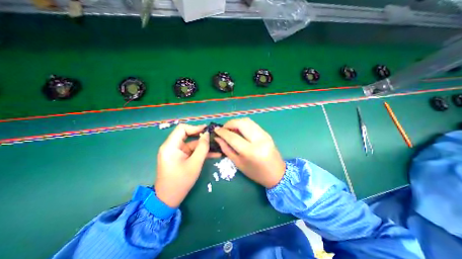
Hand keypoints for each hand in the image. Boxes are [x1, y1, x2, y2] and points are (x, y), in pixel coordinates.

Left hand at [155, 124, 219, 208]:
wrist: (169, 199)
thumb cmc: (181, 181)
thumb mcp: (194, 164)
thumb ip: (202, 147)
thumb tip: (207, 134)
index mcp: (170, 146)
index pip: (182, 129)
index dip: (195, 127)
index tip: (207, 130)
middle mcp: (172, 146)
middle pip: (188, 135)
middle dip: (202, 136)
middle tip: (214, 137)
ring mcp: (177, 152)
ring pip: (192, 144)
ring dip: (204, 145)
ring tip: (218, 146)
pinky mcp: (181, 157)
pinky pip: (192, 151)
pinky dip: (201, 152)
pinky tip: (214, 154)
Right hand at [214, 117, 284, 188]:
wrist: (277, 174)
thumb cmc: (256, 173)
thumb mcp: (238, 163)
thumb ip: (227, 149)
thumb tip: (218, 138)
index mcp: (250, 152)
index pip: (233, 137)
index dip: (222, 132)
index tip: (215, 130)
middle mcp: (259, 140)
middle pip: (241, 123)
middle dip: (229, 123)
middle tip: (223, 129)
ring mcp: (264, 135)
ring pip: (247, 121)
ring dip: (236, 122)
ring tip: (230, 129)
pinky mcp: (267, 133)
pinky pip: (252, 124)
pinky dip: (243, 124)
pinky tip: (239, 130)